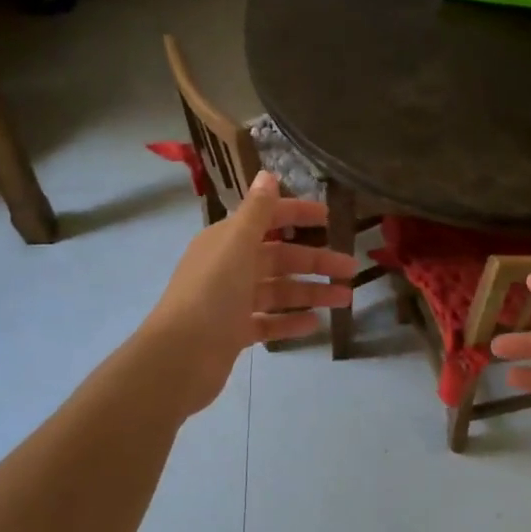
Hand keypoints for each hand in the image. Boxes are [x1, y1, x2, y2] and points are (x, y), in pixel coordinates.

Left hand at [143, 171, 358, 415]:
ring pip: (278, 291)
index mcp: (226, 241)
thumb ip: (257, 212)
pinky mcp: (234, 332)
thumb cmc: (211, 294)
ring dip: (311, 292)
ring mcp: (231, 302)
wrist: (179, 357)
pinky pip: (269, 322)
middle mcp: (228, 266)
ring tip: (344, 299)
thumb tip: (268, 174)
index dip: (297, 214)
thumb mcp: (236, 245)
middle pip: (279, 258)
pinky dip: (291, 321)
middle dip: (315, 261)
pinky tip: (316, 324)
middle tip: (351, 269)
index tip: (330, 217)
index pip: (267, 219)